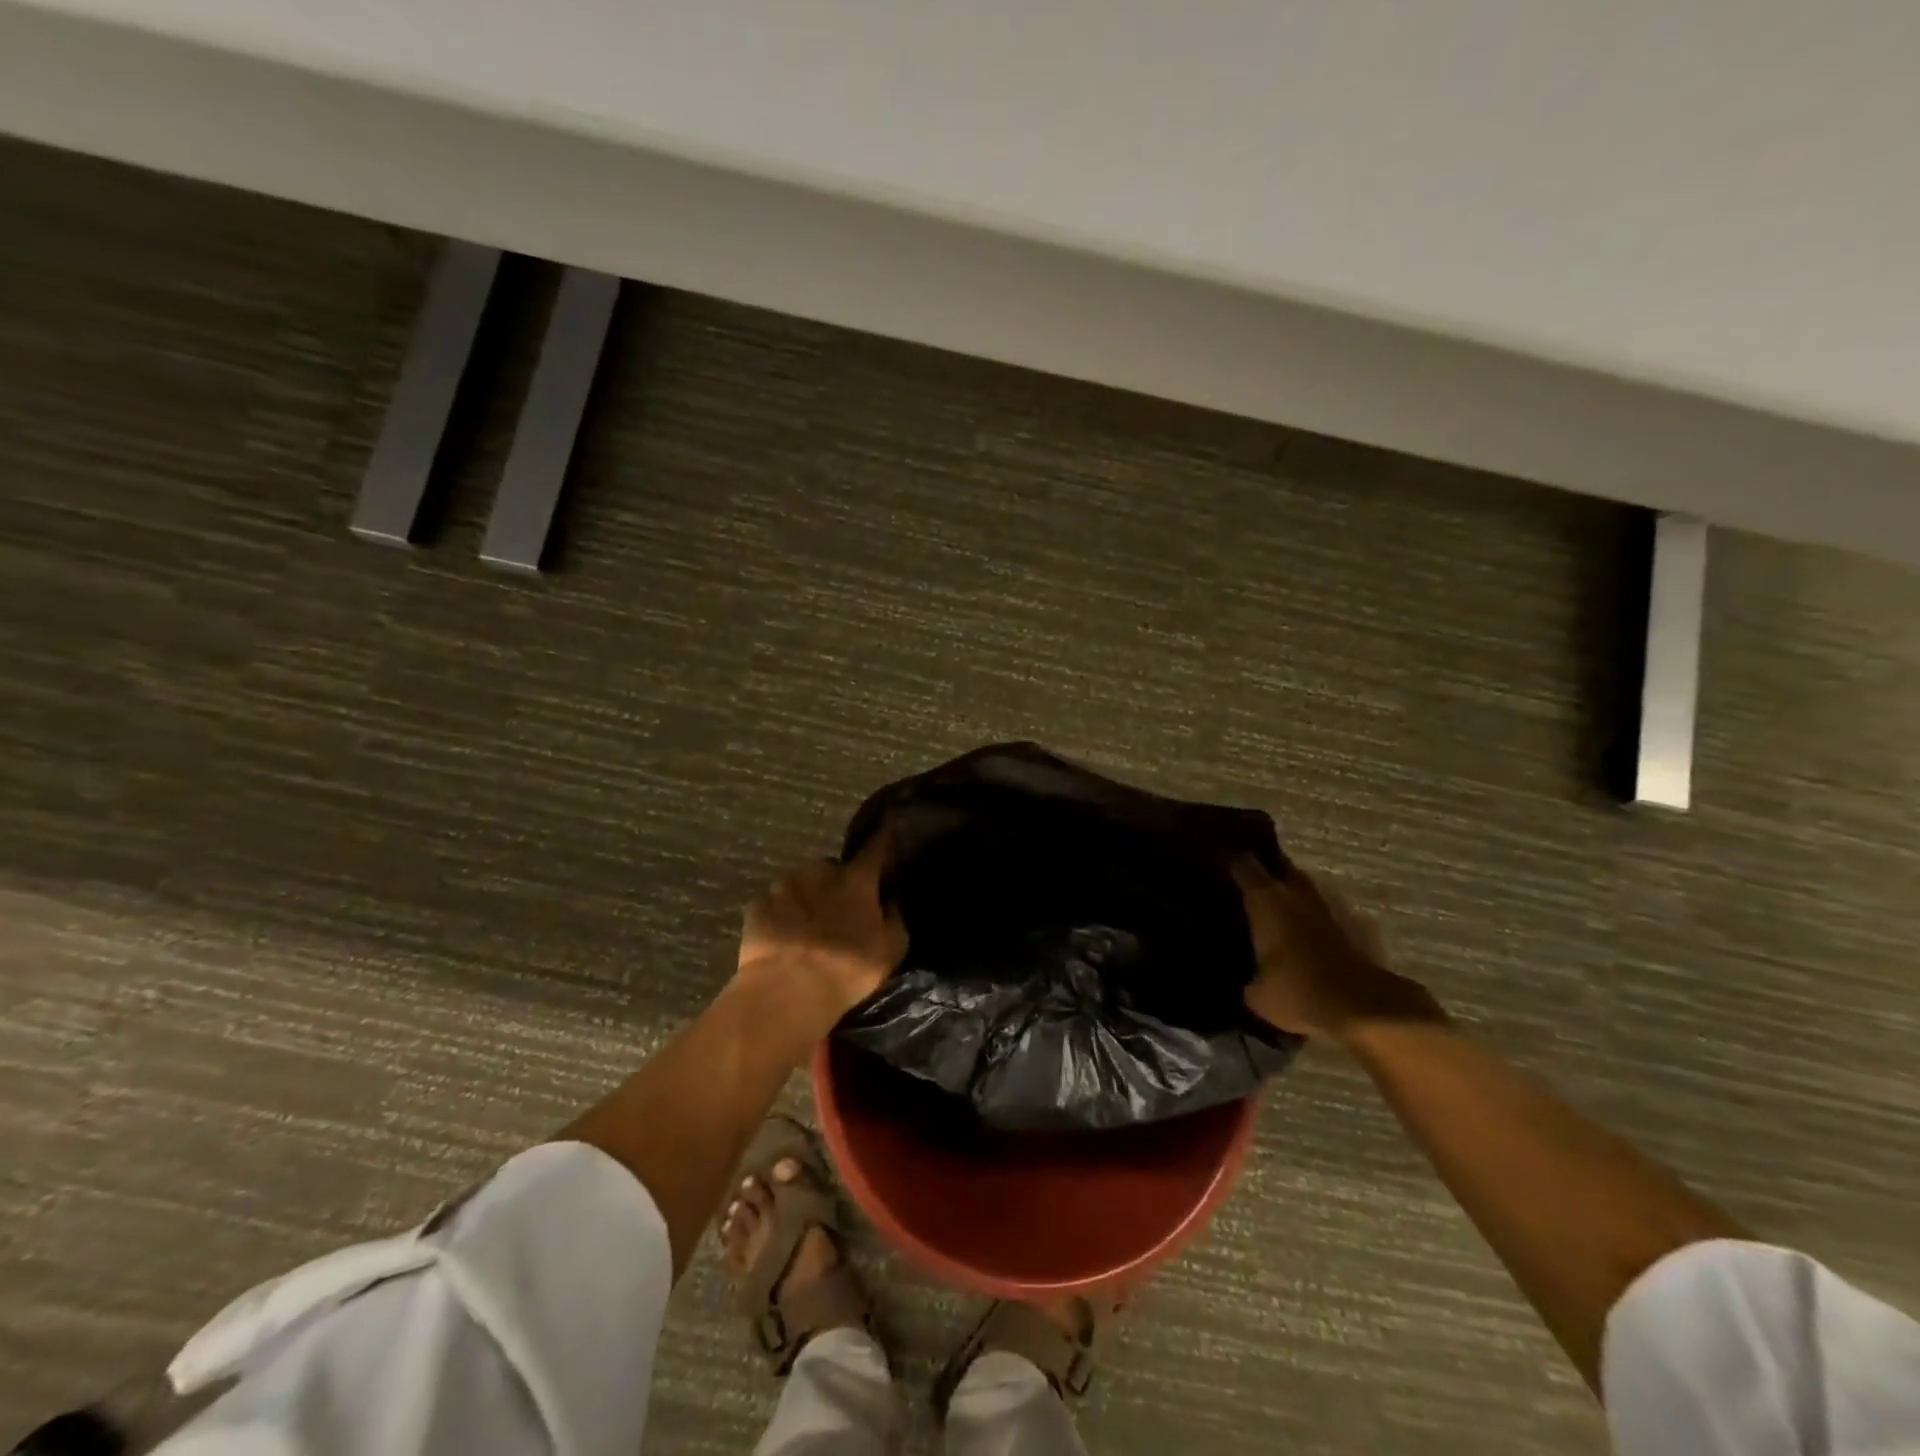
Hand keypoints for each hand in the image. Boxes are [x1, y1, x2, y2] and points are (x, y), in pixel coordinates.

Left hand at [735, 828, 905, 1036]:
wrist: (785, 991)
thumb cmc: (846, 969)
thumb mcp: (890, 951)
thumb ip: (893, 920)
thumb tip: (889, 902)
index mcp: (855, 880)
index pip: (875, 848)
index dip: (883, 837)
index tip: (888, 825)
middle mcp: (819, 871)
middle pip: (832, 869)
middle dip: (837, 884)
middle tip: (840, 914)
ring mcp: (783, 885)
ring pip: (802, 883)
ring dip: (808, 898)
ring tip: (808, 929)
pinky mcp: (756, 905)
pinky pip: (775, 904)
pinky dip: (782, 915)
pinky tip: (784, 938)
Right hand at [1231, 856, 1435, 1041]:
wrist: (1365, 1008)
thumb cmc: (1299, 992)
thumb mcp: (1259, 995)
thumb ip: (1250, 979)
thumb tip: (1251, 983)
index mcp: (1266, 900)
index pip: (1244, 865)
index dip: (1233, 863)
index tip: (1222, 866)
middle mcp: (1298, 892)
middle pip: (1281, 866)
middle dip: (1269, 870)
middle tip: (1254, 884)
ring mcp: (1333, 905)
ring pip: (1308, 888)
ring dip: (1297, 895)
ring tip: (1286, 913)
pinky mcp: (1361, 924)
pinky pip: (1333, 914)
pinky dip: (1322, 920)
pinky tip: (1317, 940)